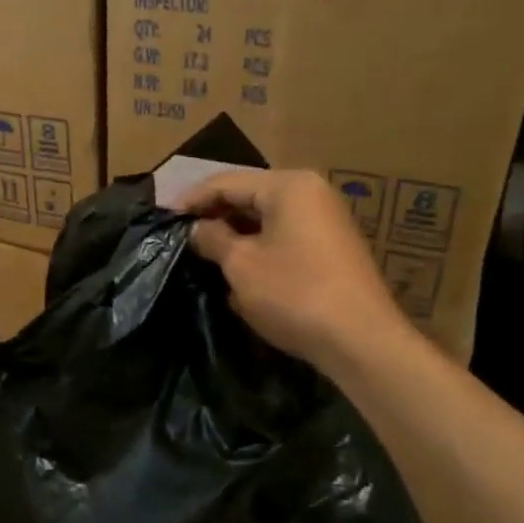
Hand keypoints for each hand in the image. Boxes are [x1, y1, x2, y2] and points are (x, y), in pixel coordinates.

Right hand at [179, 169, 406, 374]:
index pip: (227, 182)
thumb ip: (212, 238)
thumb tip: (196, 228)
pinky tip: (237, 269)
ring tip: (202, 253)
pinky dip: (257, 247)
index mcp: (288, 186)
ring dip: (234, 234)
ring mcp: (325, 220)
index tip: (163, 218)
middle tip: (181, 236)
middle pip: (248, 196)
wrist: (360, 340)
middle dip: (213, 216)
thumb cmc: (294, 294)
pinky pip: (283, 237)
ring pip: (266, 219)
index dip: (191, 200)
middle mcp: (311, 193)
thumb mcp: (241, 265)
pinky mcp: (331, 248)